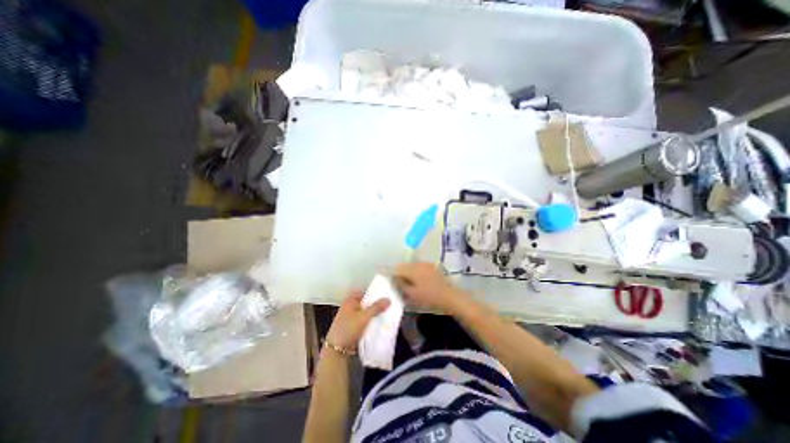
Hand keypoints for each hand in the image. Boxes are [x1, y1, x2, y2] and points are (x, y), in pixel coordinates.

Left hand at [325, 293, 389, 351]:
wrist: (337, 350)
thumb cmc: (349, 329)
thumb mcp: (364, 317)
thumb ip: (376, 308)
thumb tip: (388, 299)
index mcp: (349, 301)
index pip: (362, 292)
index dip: (371, 292)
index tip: (382, 294)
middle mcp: (349, 308)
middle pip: (364, 303)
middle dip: (374, 304)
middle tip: (387, 304)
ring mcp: (349, 318)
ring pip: (364, 313)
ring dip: (372, 314)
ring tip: (385, 314)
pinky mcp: (351, 328)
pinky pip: (363, 322)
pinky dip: (369, 322)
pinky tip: (378, 324)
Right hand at [391, 264, 463, 313]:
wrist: (449, 296)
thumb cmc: (429, 297)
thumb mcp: (412, 294)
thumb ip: (401, 285)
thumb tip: (394, 278)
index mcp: (412, 269)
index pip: (397, 268)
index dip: (391, 274)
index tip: (390, 282)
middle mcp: (418, 263)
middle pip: (404, 266)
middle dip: (400, 273)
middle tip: (398, 285)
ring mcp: (426, 264)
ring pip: (412, 266)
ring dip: (408, 273)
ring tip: (408, 284)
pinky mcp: (432, 267)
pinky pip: (419, 267)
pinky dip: (415, 273)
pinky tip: (418, 282)